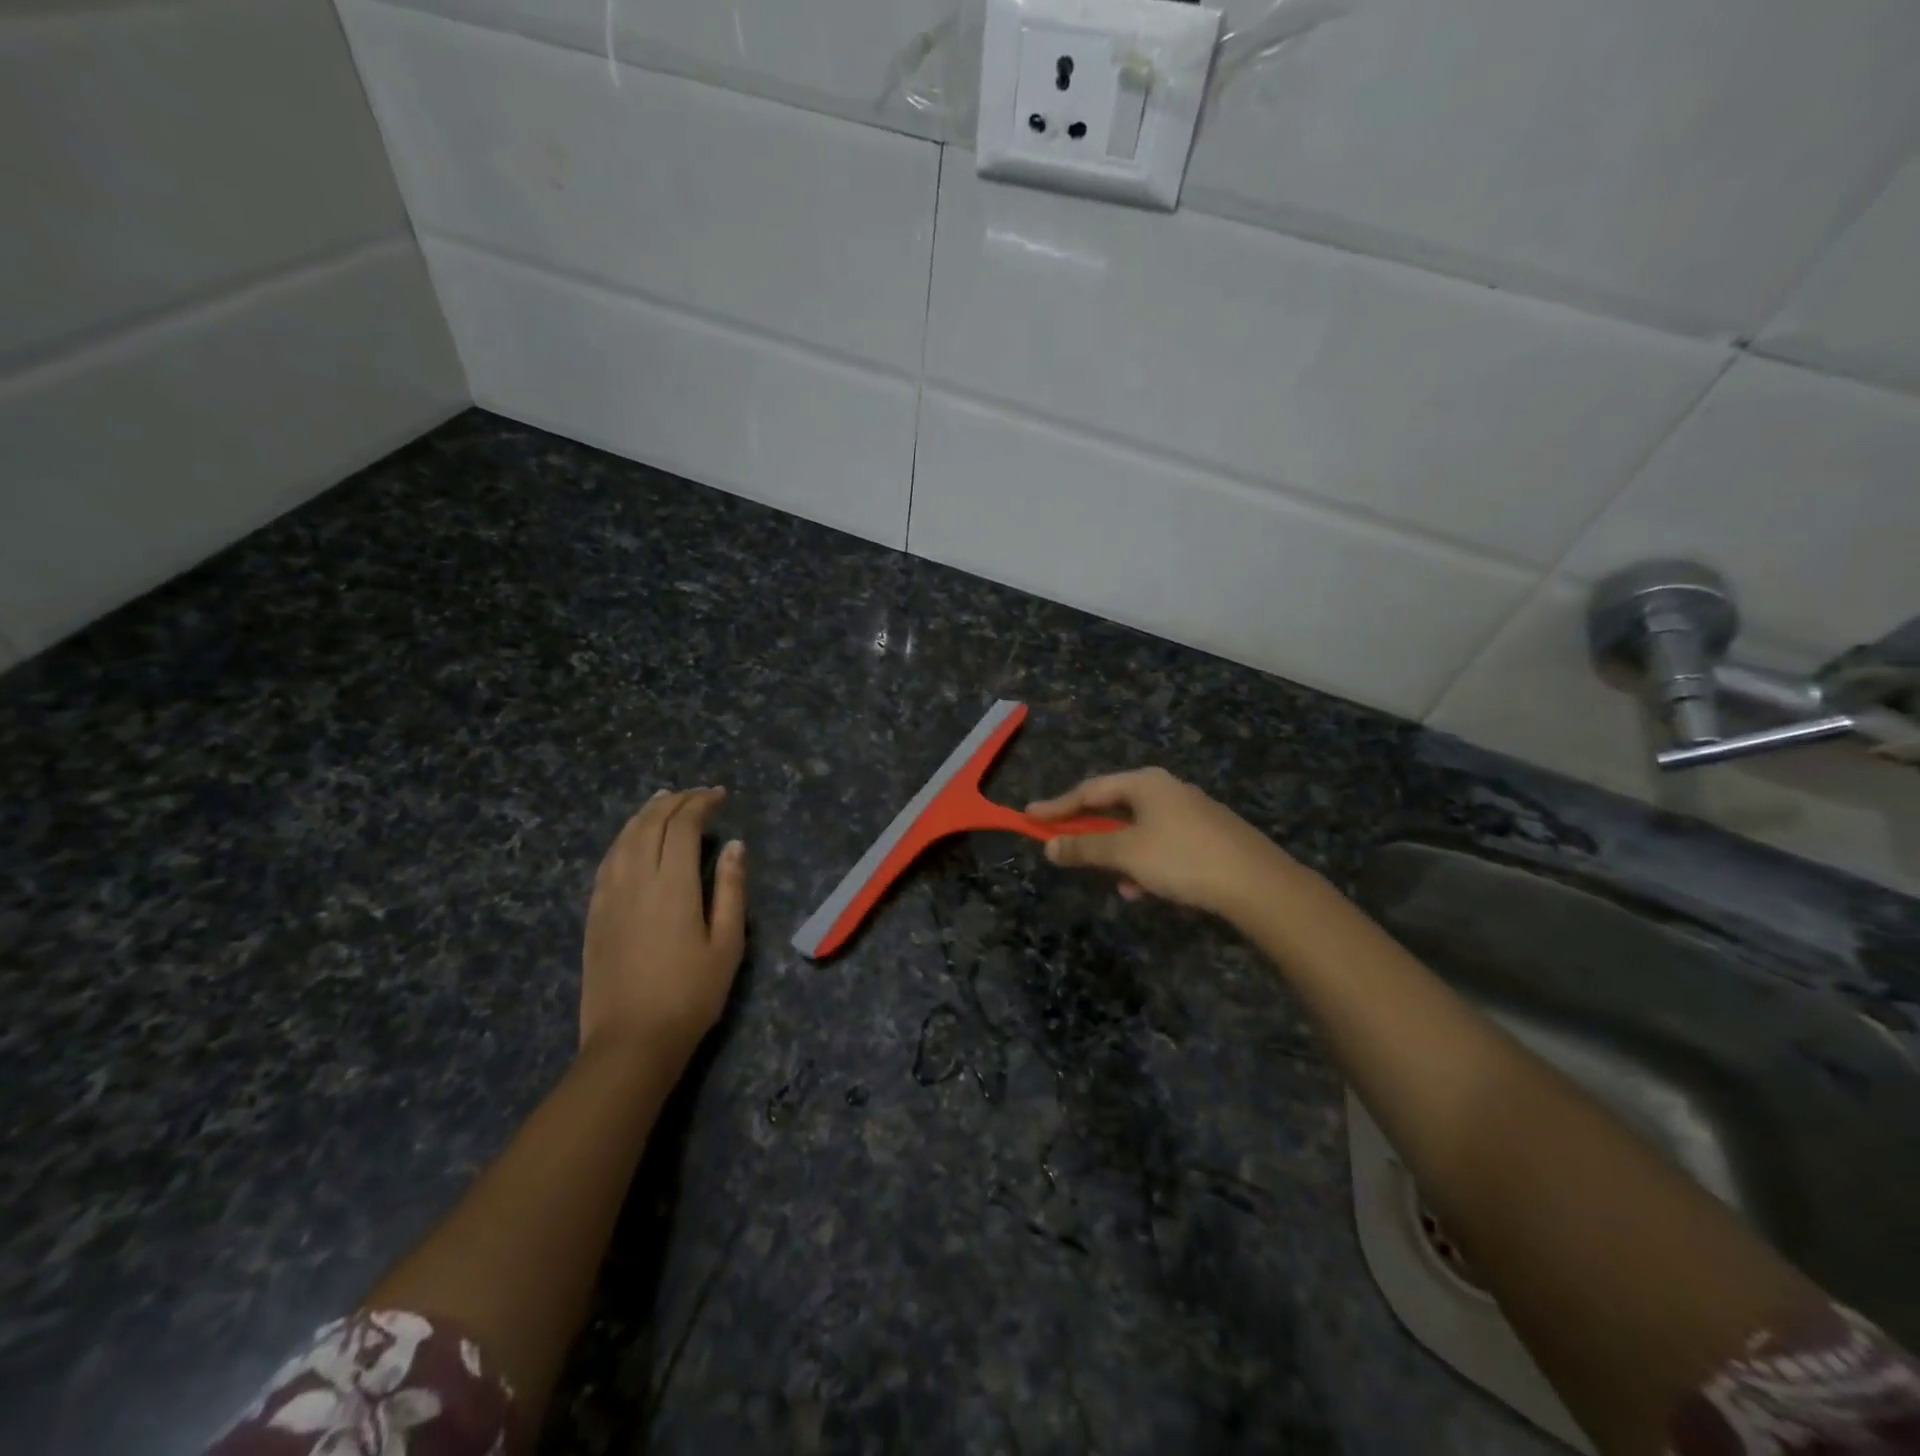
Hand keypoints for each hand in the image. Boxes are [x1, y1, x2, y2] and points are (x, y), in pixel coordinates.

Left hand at [580, 787, 745, 1068]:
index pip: (683, 826)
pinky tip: (631, 839)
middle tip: (697, 795)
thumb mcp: (727, 944)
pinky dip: (623, 838)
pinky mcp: (594, 914)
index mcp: (673, 885)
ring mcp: (608, 896)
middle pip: (650, 824)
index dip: (701, 804)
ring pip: (624, 838)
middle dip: (675, 802)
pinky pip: (607, 861)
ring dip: (645, 814)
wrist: (631, 1041)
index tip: (720, 796)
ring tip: (663, 801)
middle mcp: (636, 880)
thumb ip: (731, 890)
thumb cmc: (691, 995)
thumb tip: (735, 846)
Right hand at [1026, 767, 1304, 920]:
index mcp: (1145, 783)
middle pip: (1115, 807)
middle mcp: (1168, 789)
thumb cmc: (1182, 858)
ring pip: (1140, 830)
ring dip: (1120, 854)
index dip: (1057, 806)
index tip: (1029, 817)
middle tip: (1066, 847)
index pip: (1089, 790)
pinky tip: (1148, 889)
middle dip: (1091, 832)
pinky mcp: (1209, 836)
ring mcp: (1192, 811)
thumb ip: (1084, 848)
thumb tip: (1050, 846)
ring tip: (1117, 883)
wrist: (1257, 884)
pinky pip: (1163, 844)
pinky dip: (1147, 862)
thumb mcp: (1125, 854)